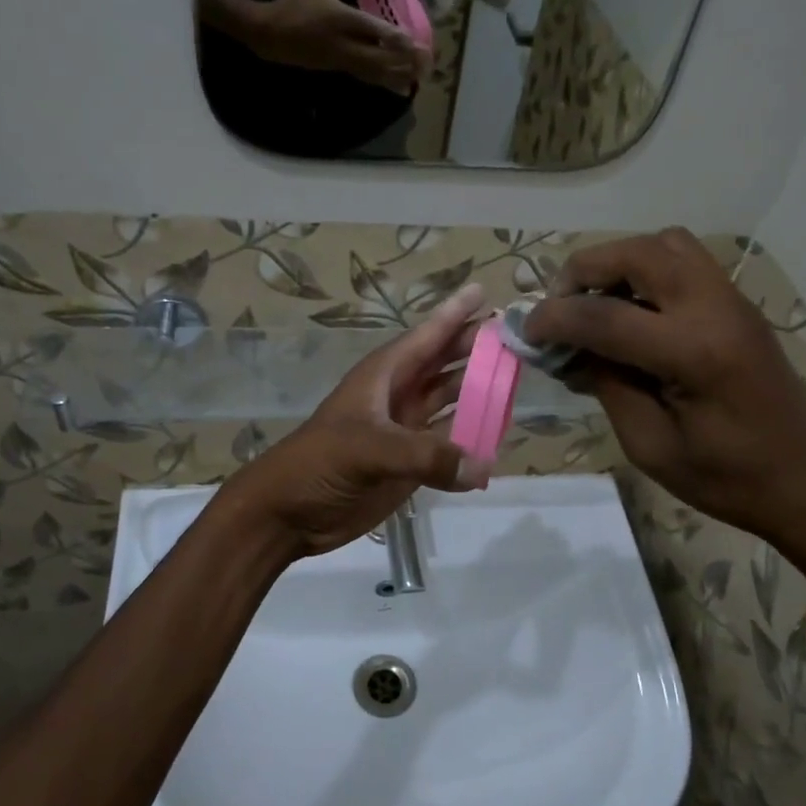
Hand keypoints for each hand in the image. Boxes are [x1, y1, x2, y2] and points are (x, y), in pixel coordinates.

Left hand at [223, 285, 493, 558]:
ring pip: (451, 401)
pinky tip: (498, 436)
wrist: (287, 513)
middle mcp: (399, 396)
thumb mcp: (368, 449)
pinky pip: (450, 443)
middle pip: (446, 364)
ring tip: (517, 381)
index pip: (427, 336)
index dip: (454, 313)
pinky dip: (472, 439)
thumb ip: (425, 455)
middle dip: (477, 350)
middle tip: (518, 339)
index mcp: (384, 376)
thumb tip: (481, 466)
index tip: (484, 292)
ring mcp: (406, 430)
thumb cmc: (318, 464)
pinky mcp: (410, 464)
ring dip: (479, 393)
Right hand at [248, 0, 428, 95]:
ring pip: (374, 72)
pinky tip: (402, 88)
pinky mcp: (340, 70)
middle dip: (402, 61)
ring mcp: (342, 60)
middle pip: (378, 57)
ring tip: (420, 78)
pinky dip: (386, 82)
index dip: (391, 37)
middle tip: (425, 62)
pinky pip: (367, 77)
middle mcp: (344, 43)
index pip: (369, 29)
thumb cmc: (295, 5)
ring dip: (398, 76)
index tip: (412, 41)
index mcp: (339, 18)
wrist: (271, 36)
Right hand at [525, 230, 805, 549]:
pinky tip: (631, 313)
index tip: (525, 331)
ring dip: (619, 263)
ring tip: (596, 304)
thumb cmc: (726, 477)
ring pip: (665, 244)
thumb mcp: (649, 444)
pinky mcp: (738, 305)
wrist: (805, 482)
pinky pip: (684, 262)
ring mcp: (732, 300)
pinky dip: (645, 271)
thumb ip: (606, 386)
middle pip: (637, 252)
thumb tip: (568, 350)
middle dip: (584, 270)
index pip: (604, 315)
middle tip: (560, 307)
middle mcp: (714, 308)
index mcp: (693, 352)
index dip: (554, 319)